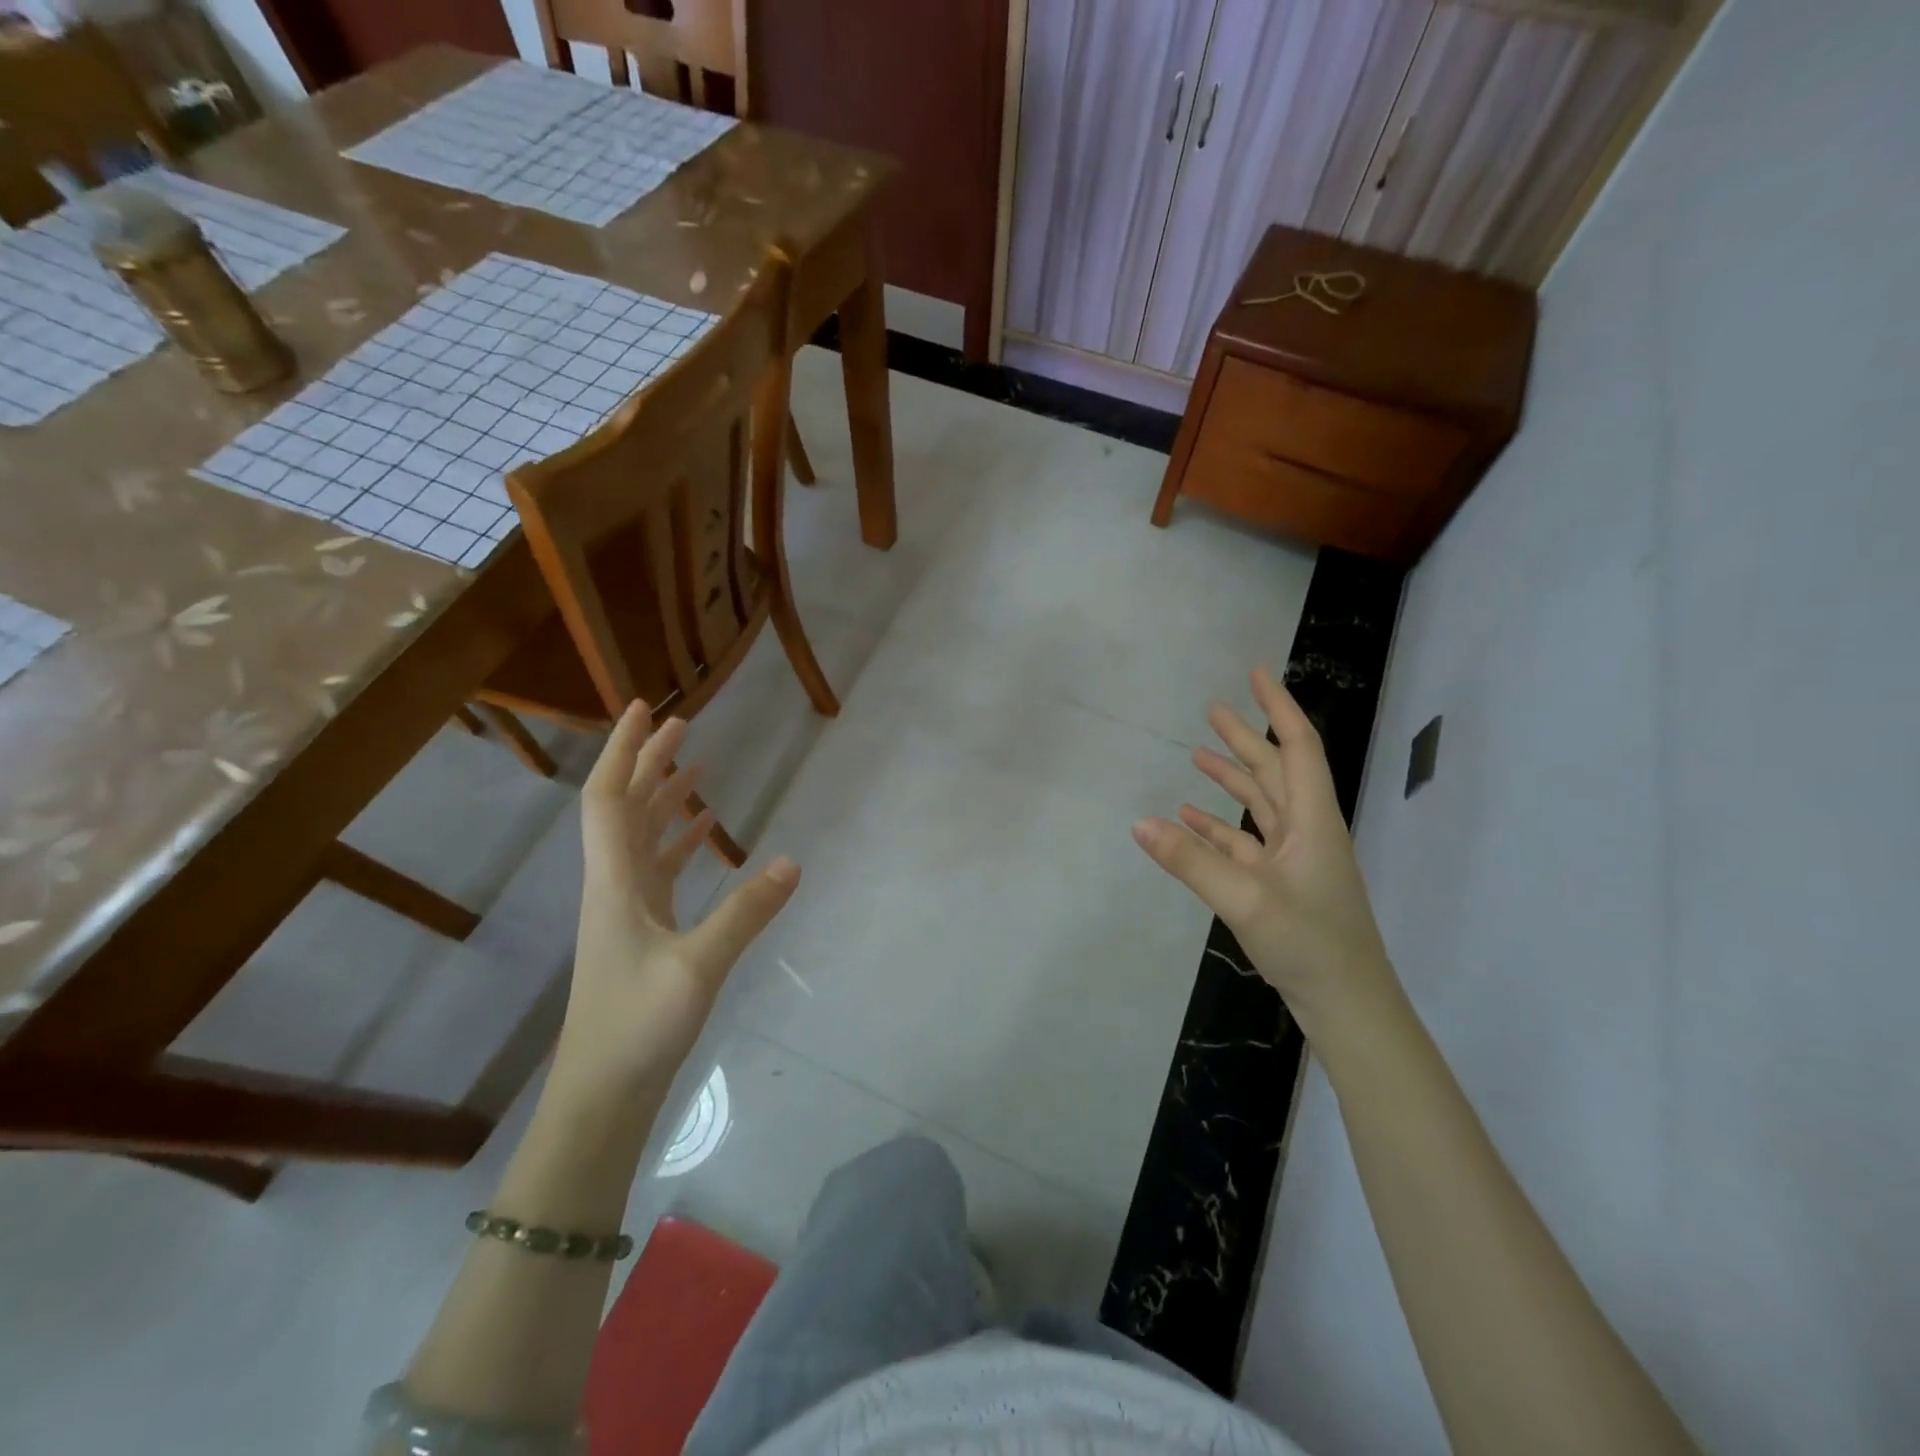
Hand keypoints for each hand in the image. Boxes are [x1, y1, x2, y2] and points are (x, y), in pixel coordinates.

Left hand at [555, 701, 798, 1096]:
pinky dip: (679, 842)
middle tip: (682, 725)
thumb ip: (747, 912)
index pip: (609, 799)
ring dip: (664, 798)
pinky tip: (707, 834)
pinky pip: (659, 869)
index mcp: (615, 881)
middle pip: (625, 808)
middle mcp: (615, 885)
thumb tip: (793, 861)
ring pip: (641, 837)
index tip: (645, 710)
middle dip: (649, 762)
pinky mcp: (644, 931)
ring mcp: (628, 909)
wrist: (602, 1095)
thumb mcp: (699, 967)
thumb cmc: (638, 1026)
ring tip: (697, 768)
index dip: (623, 751)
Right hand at [1133, 668, 1403, 1041]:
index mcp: (1311, 821)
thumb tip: (1139, 823)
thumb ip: (1191, 861)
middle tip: (1213, 708)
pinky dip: (1218, 827)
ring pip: (1260, 805)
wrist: (1348, 1006)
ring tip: (1198, 754)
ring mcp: (1293, 860)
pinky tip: (1189, 819)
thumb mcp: (1245, 900)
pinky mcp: (1279, 885)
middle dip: (1246, 737)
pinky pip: (1244, 842)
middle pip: (1274, 771)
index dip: (1278, 708)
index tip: (1257, 674)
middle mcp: (1305, 831)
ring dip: (1231, 779)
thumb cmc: (1310, 944)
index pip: (1298, 748)